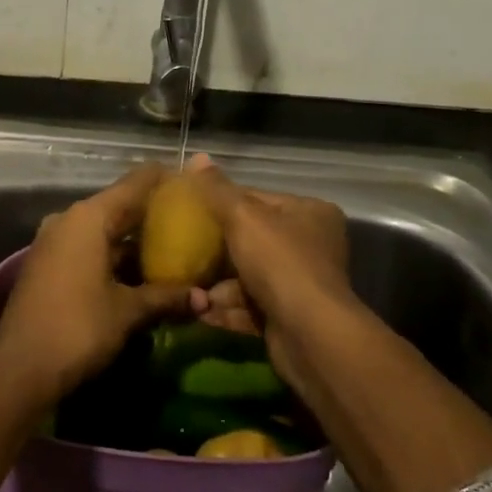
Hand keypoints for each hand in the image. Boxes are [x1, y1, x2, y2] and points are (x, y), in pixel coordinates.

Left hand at [0, 166, 191, 402]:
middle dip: (154, 215)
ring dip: (134, 241)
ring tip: (174, 249)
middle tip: (192, 221)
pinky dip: (114, 256)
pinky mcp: (48, 265)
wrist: (20, 369)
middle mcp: (69, 220)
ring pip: (104, 231)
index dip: (165, 179)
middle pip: (120, 206)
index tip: (194, 182)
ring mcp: (55, 242)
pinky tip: (141, 273)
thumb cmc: (78, 328)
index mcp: (89, 218)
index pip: (136, 183)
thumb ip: (167, 297)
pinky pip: (89, 248)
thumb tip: (204, 298)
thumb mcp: (128, 312)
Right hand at [180, 155, 358, 387]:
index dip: (222, 203)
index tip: (188, 209)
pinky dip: (224, 308)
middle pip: (251, 239)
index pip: (258, 199)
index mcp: (309, 213)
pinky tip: (196, 309)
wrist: (309, 335)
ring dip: (216, 284)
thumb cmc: (279, 262)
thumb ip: (217, 190)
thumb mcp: (243, 217)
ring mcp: (300, 285)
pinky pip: (248, 307)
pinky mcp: (287, 319)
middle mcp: (310, 246)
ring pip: (247, 276)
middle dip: (216, 249)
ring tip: (183, 283)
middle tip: (180, 248)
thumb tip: (196, 157)